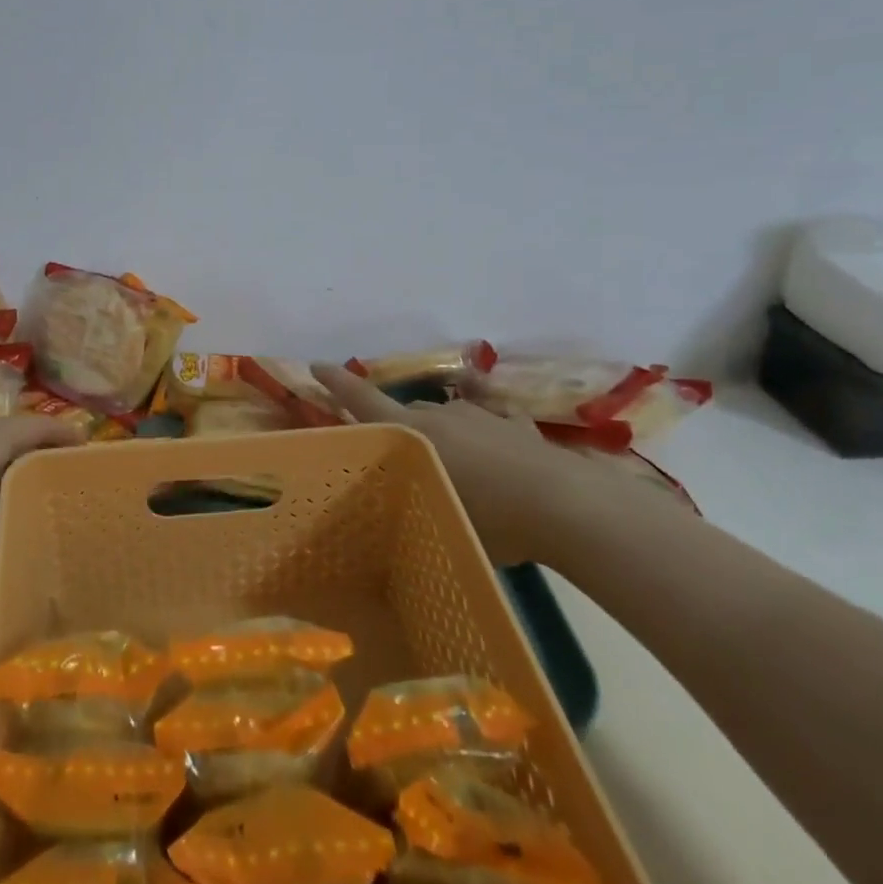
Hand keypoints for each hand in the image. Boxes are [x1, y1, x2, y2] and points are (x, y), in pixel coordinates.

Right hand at [310, 363, 620, 566]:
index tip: (315, 365)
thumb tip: (391, 501)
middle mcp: (442, 415)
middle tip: (396, 452)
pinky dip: (484, 429)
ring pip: (447, 415)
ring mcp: (482, 416)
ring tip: (451, 464)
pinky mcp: (517, 427)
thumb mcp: (439, 517)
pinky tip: (493, 447)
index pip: (364, 401)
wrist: (567, 506)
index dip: (337, 383)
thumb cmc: (492, 519)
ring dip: (441, 432)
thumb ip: (412, 500)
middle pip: (406, 411)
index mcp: (414, 434)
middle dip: (396, 424)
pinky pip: (490, 420)